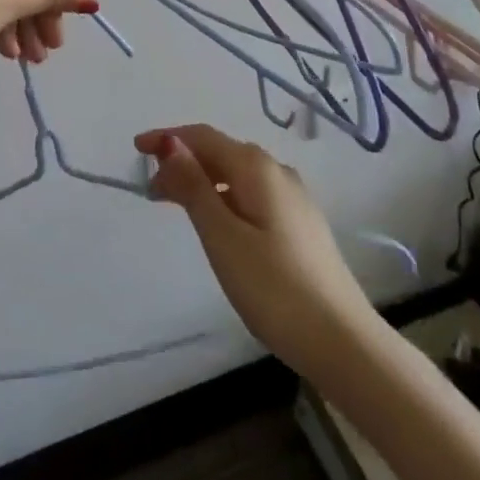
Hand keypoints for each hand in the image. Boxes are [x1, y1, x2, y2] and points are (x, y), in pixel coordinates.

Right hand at [136, 124, 376, 378]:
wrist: (344, 342)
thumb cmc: (274, 288)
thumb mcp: (222, 236)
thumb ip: (194, 186)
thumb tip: (169, 143)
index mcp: (256, 167)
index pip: (203, 137)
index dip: (168, 139)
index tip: (135, 149)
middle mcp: (277, 171)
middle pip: (220, 152)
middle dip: (183, 162)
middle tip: (151, 190)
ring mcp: (294, 198)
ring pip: (237, 174)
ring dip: (203, 180)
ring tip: (176, 205)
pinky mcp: (301, 224)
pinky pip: (252, 193)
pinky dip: (224, 196)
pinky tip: (218, 222)